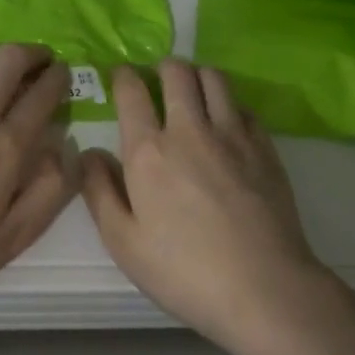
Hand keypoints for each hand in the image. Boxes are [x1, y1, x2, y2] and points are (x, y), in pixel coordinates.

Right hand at [81, 60, 334, 349]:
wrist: (263, 288)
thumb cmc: (183, 271)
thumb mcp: (123, 242)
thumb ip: (99, 191)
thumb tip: (88, 153)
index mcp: (149, 150)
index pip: (132, 91)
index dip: (124, 76)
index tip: (121, 77)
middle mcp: (190, 129)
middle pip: (178, 71)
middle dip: (163, 67)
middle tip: (157, 82)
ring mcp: (233, 135)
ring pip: (215, 78)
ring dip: (198, 76)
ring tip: (192, 94)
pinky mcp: (266, 148)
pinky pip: (243, 106)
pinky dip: (229, 105)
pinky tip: (226, 126)